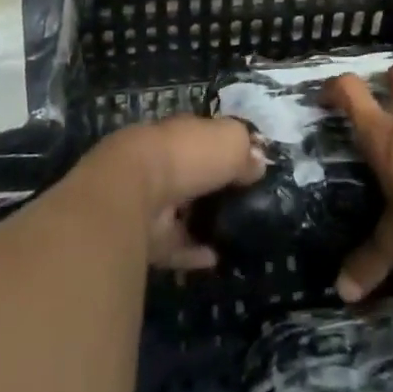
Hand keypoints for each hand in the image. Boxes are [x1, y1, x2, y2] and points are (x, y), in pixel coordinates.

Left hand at [82, 115, 266, 270]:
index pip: (204, 137)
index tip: (249, 166)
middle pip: (191, 174)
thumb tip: (257, 163)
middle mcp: (161, 162)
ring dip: (202, 221)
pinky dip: (193, 252)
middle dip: (212, 186)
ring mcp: (149, 199)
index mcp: (179, 133)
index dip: (225, 149)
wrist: (135, 191)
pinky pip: (174, 245)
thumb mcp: (230, 140)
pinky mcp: (143, 235)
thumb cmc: (188, 154)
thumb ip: (246, 150)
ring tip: (233, 233)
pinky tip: (215, 258)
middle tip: (244, 202)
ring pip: (181, 210)